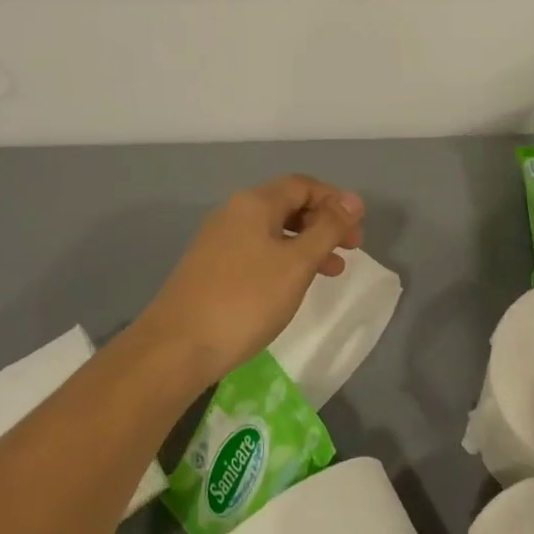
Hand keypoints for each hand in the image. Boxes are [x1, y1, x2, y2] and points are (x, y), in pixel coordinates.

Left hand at [138, 174, 365, 383]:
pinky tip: (293, 285)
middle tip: (351, 250)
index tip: (358, 228)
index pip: (303, 185)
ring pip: (273, 230)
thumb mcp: (297, 263)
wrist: (175, 348)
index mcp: (255, 203)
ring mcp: (218, 240)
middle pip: (288, 204)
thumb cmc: (245, 301)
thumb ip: (328, 229)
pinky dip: (284, 259)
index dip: (335, 200)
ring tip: (331, 272)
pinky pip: (257, 250)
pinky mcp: (210, 267)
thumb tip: (352, 200)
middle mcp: (234, 213)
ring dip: (306, 244)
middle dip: (323, 223)